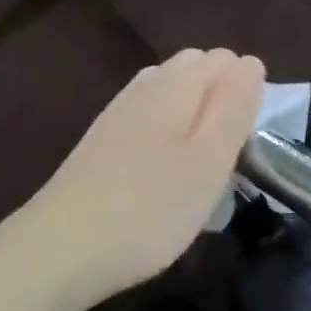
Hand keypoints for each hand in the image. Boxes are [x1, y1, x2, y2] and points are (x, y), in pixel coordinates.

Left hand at [17, 48, 264, 303]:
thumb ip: (234, 107)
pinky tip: (164, 167)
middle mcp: (144, 88)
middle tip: (228, 151)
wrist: (61, 250)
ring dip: (192, 114)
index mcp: (176, 85)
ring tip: (201, 160)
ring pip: (167, 93)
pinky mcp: (99, 143)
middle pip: (193, 69)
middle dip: (220, 97)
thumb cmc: (152, 207)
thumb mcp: (210, 159)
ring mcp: (117, 114)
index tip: (248, 138)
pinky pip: (144, 117)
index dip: (246, 90)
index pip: (224, 60)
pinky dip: (165, 131)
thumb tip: (250, 63)